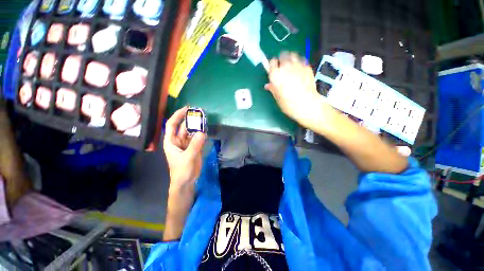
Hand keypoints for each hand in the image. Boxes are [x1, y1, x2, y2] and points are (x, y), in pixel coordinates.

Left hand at [163, 106, 205, 194]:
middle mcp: (178, 140)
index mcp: (171, 141)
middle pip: (184, 127)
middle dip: (190, 120)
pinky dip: (202, 134)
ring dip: (198, 127)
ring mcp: (187, 144)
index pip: (172, 125)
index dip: (177, 115)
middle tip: (200, 113)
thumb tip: (202, 132)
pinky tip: (206, 131)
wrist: (186, 181)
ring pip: (192, 132)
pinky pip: (198, 138)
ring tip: (205, 120)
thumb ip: (195, 144)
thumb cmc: (182, 170)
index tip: (186, 109)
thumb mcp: (188, 157)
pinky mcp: (194, 147)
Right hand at [265, 52, 331, 128]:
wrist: (307, 105)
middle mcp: (286, 66)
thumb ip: (273, 88)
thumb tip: (268, 85)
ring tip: (291, 66)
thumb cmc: (289, 104)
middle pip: (282, 55)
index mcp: (275, 75)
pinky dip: (299, 62)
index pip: (272, 62)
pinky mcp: (307, 67)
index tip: (274, 69)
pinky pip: (302, 60)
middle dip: (281, 60)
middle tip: (282, 68)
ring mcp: (298, 65)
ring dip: (290, 59)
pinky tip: (299, 70)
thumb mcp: (278, 98)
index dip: (273, 65)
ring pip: (292, 55)